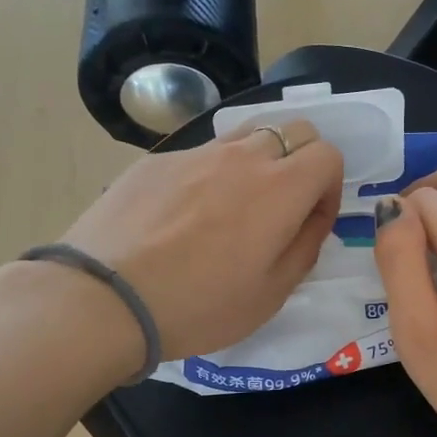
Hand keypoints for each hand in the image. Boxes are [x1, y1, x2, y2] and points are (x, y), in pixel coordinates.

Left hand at [60, 121, 342, 361]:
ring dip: (258, 162)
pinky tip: (184, 218)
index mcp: (280, 189)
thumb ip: (304, 247)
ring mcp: (195, 153)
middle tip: (282, 209)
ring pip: (246, 135)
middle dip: (302, 162)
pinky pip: (200, 155)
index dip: (330, 187)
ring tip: (234, 208)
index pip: (328, 155)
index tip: (311, 221)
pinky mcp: (156, 161)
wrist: (106, 298)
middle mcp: (242, 157)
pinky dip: (210, 174)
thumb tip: (312, 218)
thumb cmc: (199, 306)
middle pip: (293, 130)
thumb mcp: (270, 295)